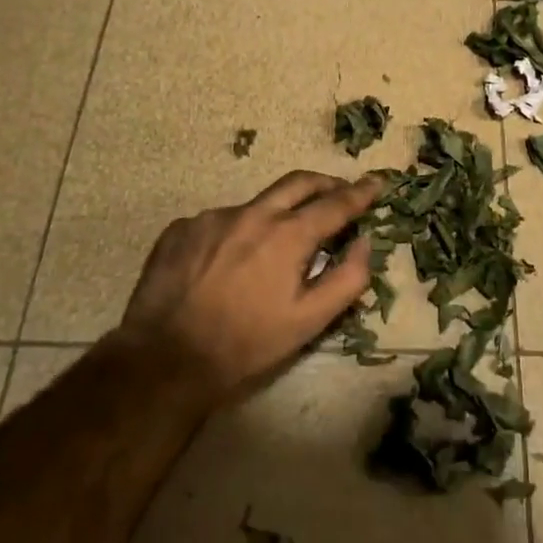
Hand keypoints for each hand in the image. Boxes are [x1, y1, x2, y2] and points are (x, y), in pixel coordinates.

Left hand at [121, 170, 381, 409]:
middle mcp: (252, 213)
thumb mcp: (308, 322)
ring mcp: (212, 217)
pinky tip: (228, 262)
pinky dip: (236, 232)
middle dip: (325, 183)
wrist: (165, 359)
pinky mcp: (181, 229)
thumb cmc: (246, 344)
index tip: (377, 184)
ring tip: (273, 248)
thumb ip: (347, 278)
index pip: (335, 203)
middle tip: (338, 192)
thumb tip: (365, 243)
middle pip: (298, 183)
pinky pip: (220, 222)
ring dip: (275, 215)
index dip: (361, 193)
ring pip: (256, 205)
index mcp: (288, 234)